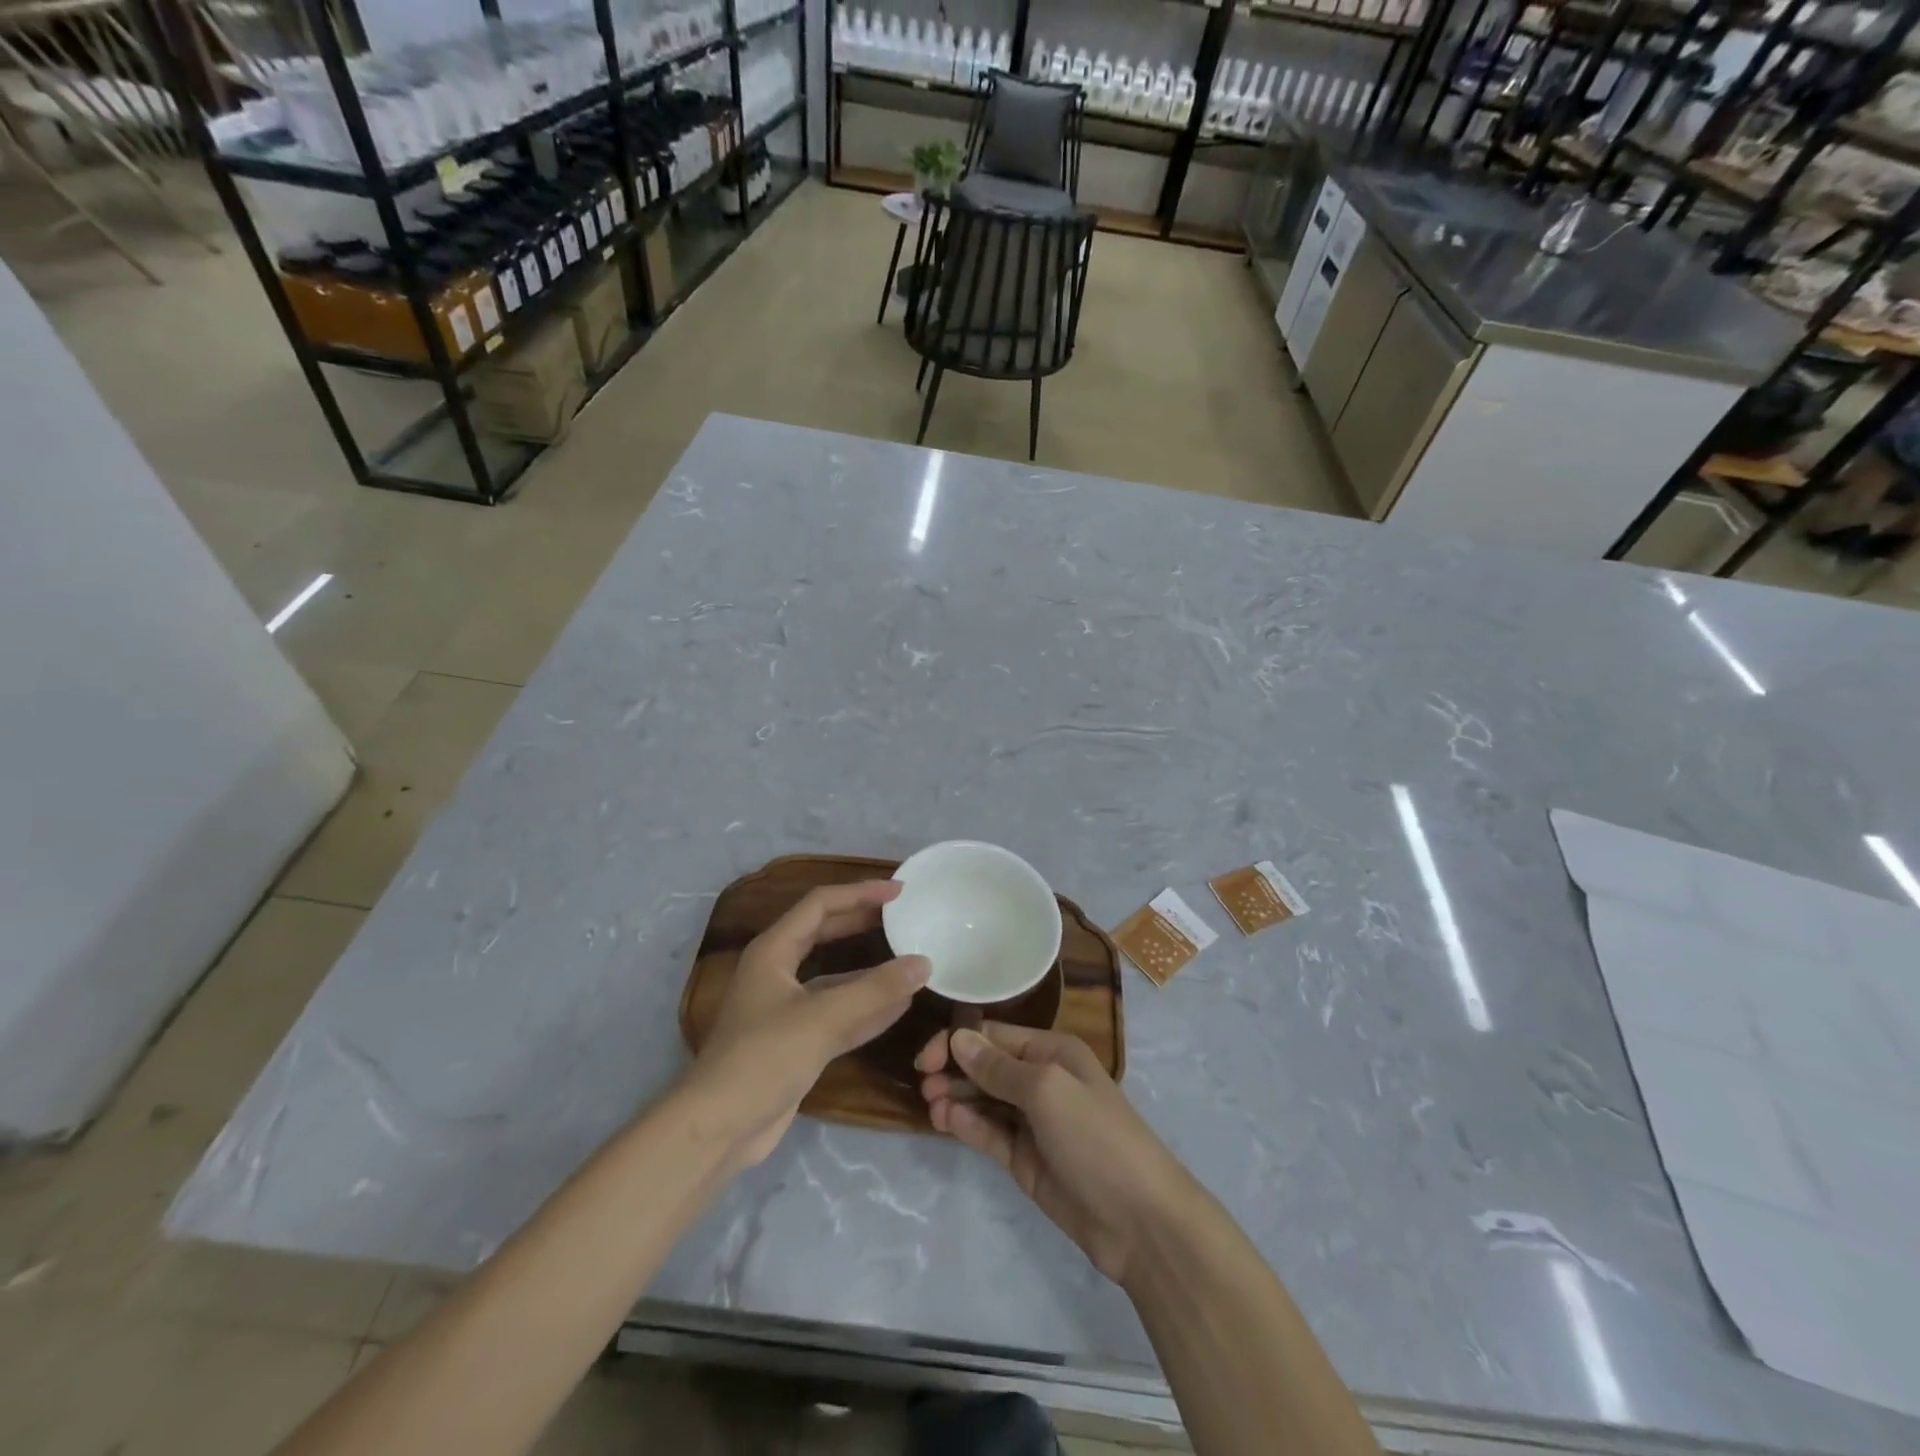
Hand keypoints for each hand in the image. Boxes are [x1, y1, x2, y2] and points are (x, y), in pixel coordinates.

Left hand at [684, 881, 928, 1168]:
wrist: (719, 1128)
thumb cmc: (764, 1058)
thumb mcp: (823, 1018)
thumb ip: (876, 990)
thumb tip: (924, 964)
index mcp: (774, 951)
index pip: (820, 904)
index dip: (860, 892)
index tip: (898, 891)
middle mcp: (778, 972)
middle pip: (826, 933)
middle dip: (864, 922)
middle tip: (904, 916)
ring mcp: (788, 1008)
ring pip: (836, 976)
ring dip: (871, 969)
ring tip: (910, 957)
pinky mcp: (798, 1041)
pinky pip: (839, 1013)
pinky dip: (868, 1007)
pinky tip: (900, 1005)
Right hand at [917, 1023, 1198, 1285]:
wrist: (1139, 1220)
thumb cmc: (1096, 1137)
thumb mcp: (1047, 1090)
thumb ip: (999, 1067)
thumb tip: (958, 1039)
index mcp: (1052, 1052)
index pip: (994, 1036)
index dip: (959, 1042)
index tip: (925, 1058)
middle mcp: (1041, 1080)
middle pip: (986, 1067)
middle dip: (954, 1070)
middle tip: (924, 1085)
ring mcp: (1033, 1122)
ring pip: (984, 1101)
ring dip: (956, 1098)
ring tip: (931, 1106)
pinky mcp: (1025, 1160)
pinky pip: (990, 1134)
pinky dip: (967, 1126)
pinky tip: (946, 1123)